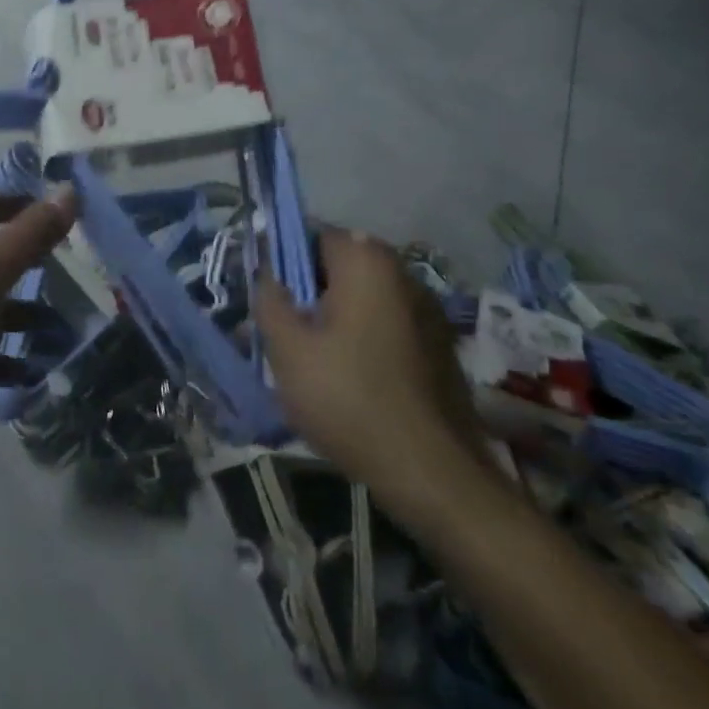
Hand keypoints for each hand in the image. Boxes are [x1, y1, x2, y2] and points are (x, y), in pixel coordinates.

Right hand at [257, 229, 493, 526]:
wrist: (432, 474)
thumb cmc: (349, 398)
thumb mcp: (288, 348)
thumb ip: (269, 299)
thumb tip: (268, 274)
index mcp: (366, 260)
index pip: (312, 235)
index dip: (282, 259)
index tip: (268, 296)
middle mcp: (402, 273)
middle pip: (339, 266)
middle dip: (307, 292)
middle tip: (284, 332)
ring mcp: (428, 311)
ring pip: (362, 298)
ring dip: (335, 317)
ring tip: (312, 361)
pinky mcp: (440, 347)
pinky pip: (386, 326)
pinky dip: (363, 339)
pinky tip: (349, 380)